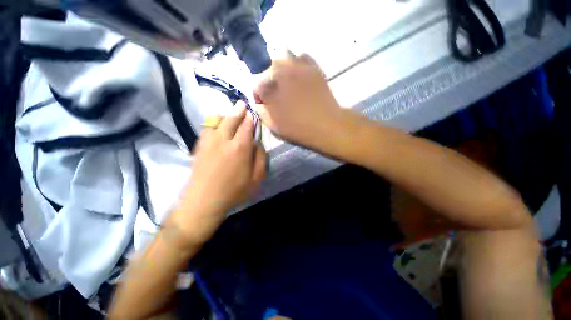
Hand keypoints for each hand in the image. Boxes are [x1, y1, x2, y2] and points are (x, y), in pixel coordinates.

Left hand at [170, 102, 266, 245]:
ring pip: (217, 121)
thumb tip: (258, 144)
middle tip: (242, 104)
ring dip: (225, 114)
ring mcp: (209, 142)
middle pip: (232, 120)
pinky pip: (206, 129)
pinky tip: (215, 122)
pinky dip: (212, 122)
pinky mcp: (199, 147)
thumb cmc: (234, 192)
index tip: (253, 114)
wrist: (203, 202)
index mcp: (240, 148)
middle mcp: (224, 140)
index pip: (247, 127)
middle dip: (238, 111)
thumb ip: (261, 159)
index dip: (250, 119)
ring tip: (230, 111)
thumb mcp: (256, 179)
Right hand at [253, 53, 341, 146]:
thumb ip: (261, 110)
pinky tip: (300, 77)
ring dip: (283, 70)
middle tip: (278, 95)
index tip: (265, 104)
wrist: (326, 124)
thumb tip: (259, 100)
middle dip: (270, 81)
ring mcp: (299, 65)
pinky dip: (298, 65)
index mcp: (270, 86)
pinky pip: (301, 58)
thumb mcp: (273, 124)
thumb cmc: (298, 127)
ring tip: (289, 85)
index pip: (257, 85)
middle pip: (269, 69)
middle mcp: (282, 70)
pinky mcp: (314, 67)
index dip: (259, 96)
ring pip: (284, 58)